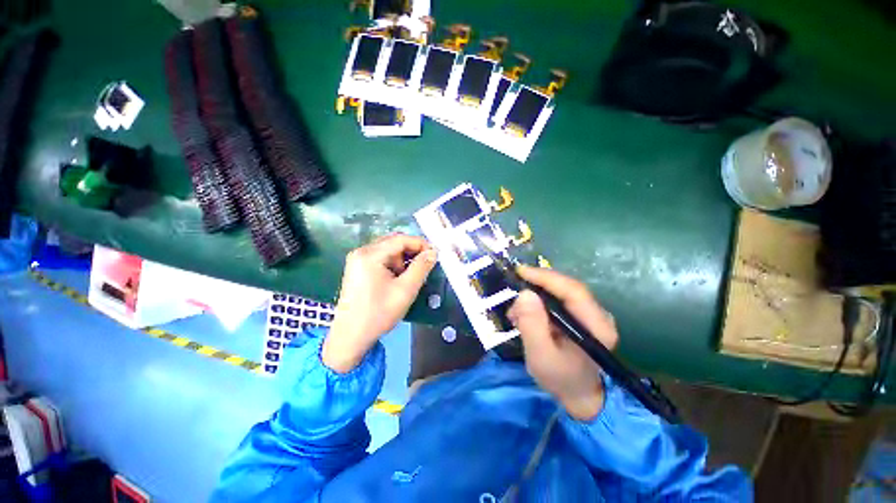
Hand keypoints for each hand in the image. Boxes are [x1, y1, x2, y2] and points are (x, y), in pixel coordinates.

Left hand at [322, 234, 437, 372]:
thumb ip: (421, 267)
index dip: (421, 244)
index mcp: (370, 254)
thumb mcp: (405, 290)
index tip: (435, 254)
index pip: (401, 239)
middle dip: (412, 252)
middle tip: (425, 265)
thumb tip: (433, 252)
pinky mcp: (358, 268)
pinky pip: (381, 258)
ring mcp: (358, 259)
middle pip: (393, 242)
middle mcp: (362, 251)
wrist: (351, 336)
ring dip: (403, 259)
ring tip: (410, 277)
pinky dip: (394, 264)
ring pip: (388, 250)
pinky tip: (398, 278)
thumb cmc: (379, 313)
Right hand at [507, 265, 618, 420]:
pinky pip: (558, 300)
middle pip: (566, 288)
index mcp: (597, 327)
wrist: (577, 394)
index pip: (573, 291)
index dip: (546, 277)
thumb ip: (532, 325)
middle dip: (537, 285)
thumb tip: (524, 294)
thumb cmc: (560, 378)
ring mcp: (590, 314)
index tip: (521, 272)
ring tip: (516, 312)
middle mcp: (599, 315)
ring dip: (535, 295)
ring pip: (560, 292)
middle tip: (513, 290)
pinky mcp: (580, 316)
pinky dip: (539, 303)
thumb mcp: (540, 356)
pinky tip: (525, 315)